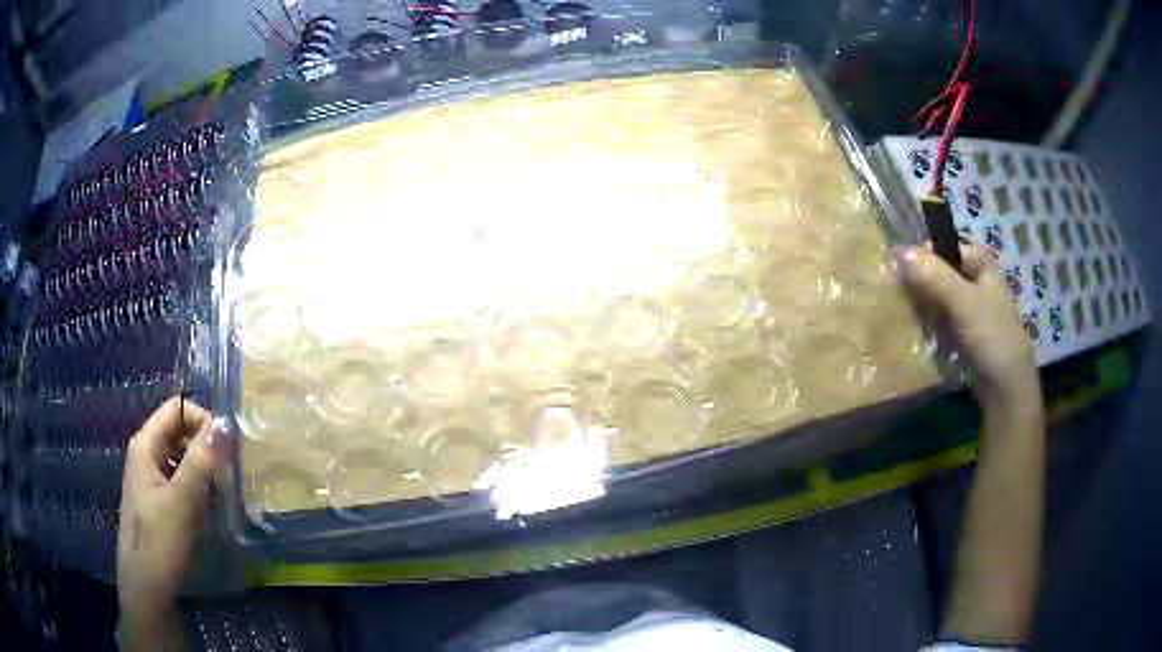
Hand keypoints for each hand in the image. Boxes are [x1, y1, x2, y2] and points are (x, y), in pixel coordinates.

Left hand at [117, 397, 226, 650]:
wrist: (147, 586)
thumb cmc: (161, 540)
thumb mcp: (182, 500)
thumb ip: (201, 460)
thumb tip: (225, 423)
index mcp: (145, 445)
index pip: (176, 409)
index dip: (203, 420)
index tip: (227, 447)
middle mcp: (146, 454)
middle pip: (178, 431)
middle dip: (204, 445)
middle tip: (228, 470)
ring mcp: (151, 478)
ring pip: (181, 457)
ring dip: (202, 468)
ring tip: (221, 490)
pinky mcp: (159, 500)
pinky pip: (180, 479)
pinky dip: (196, 486)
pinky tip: (207, 507)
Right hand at [896, 243, 1040, 411]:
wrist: (1005, 388)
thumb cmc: (992, 337)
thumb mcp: (964, 303)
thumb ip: (935, 277)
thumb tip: (899, 251)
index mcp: (980, 263)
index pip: (944, 248)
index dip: (923, 256)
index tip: (902, 272)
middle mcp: (974, 280)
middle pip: (939, 272)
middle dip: (919, 283)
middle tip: (898, 297)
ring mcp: (967, 307)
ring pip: (936, 297)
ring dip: (920, 305)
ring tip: (901, 315)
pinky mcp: (961, 331)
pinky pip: (938, 319)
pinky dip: (926, 323)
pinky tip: (913, 331)